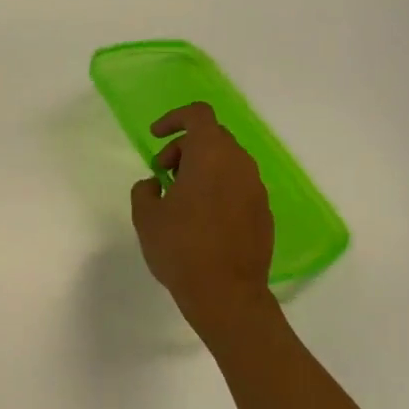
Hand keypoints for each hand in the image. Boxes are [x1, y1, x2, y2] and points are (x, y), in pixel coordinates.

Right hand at [130, 102, 276, 330]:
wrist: (226, 293)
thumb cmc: (180, 247)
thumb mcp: (146, 217)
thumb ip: (145, 190)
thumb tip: (154, 184)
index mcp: (211, 156)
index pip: (198, 115)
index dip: (174, 119)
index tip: (155, 137)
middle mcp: (240, 165)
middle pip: (213, 137)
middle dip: (184, 148)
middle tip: (162, 174)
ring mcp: (256, 189)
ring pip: (227, 162)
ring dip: (201, 169)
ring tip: (179, 198)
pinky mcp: (263, 212)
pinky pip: (238, 186)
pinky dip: (218, 189)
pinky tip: (200, 218)